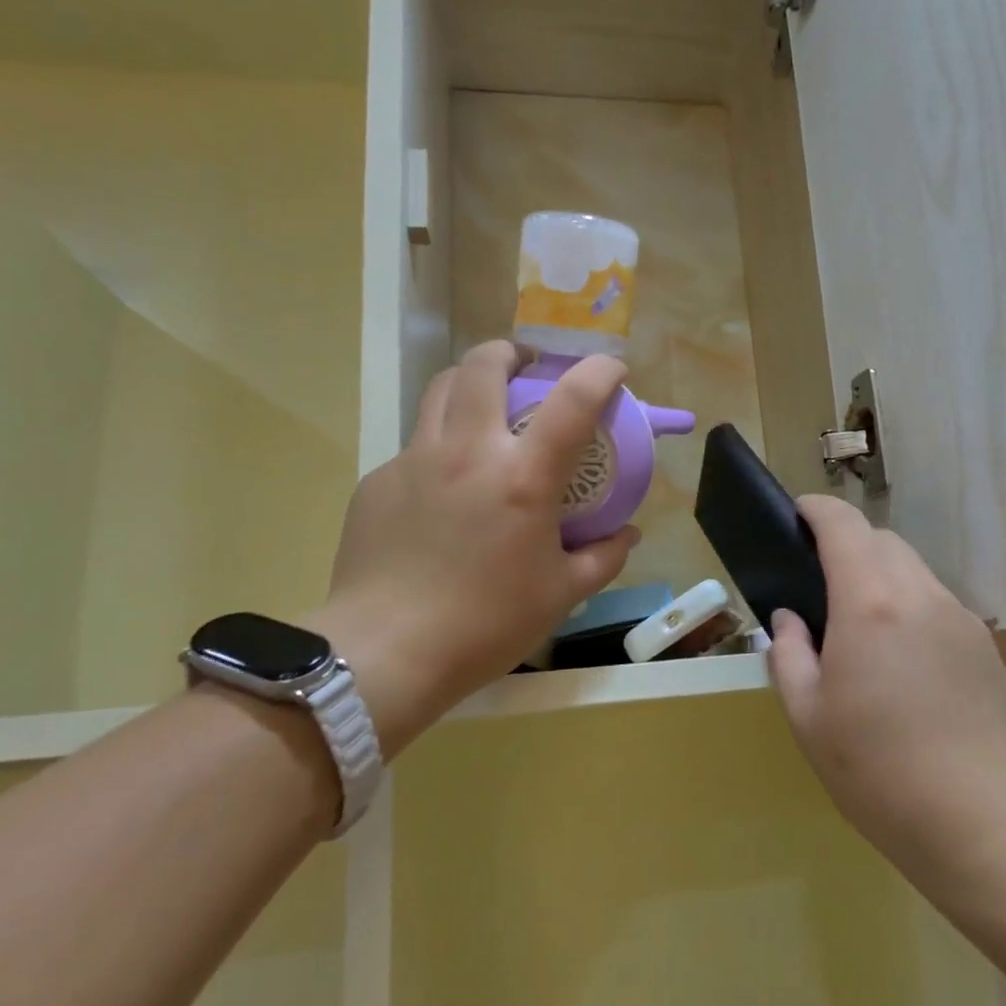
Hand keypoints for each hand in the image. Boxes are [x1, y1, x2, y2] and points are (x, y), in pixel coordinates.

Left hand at [308, 343, 638, 757]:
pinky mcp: (377, 482)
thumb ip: (603, 557)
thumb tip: (628, 534)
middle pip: (484, 366)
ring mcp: (414, 461)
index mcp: (523, 477)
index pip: (572, 400)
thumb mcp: (562, 596)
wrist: (385, 653)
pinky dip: (439, 445)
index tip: (614, 369)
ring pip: (439, 390)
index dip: (601, 372)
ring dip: (469, 382)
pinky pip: (414, 445)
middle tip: (527, 367)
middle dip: (511, 352)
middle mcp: (468, 452)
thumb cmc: (486, 625)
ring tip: (484, 405)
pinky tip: (443, 486)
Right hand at [768, 496, 1005, 885]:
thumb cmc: (880, 771)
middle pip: (882, 541)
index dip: (816, 510)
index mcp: (869, 603)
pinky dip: (910, 606)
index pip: (843, 525)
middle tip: (820, 585)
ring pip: (914, 570)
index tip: (796, 515)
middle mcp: (919, 595)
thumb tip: (789, 620)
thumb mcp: (808, 718)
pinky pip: (937, 604)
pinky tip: (903, 663)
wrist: (989, 822)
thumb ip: (788, 656)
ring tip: (861, 630)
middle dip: (848, 544)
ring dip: (881, 576)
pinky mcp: (986, 648)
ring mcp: (960, 619)